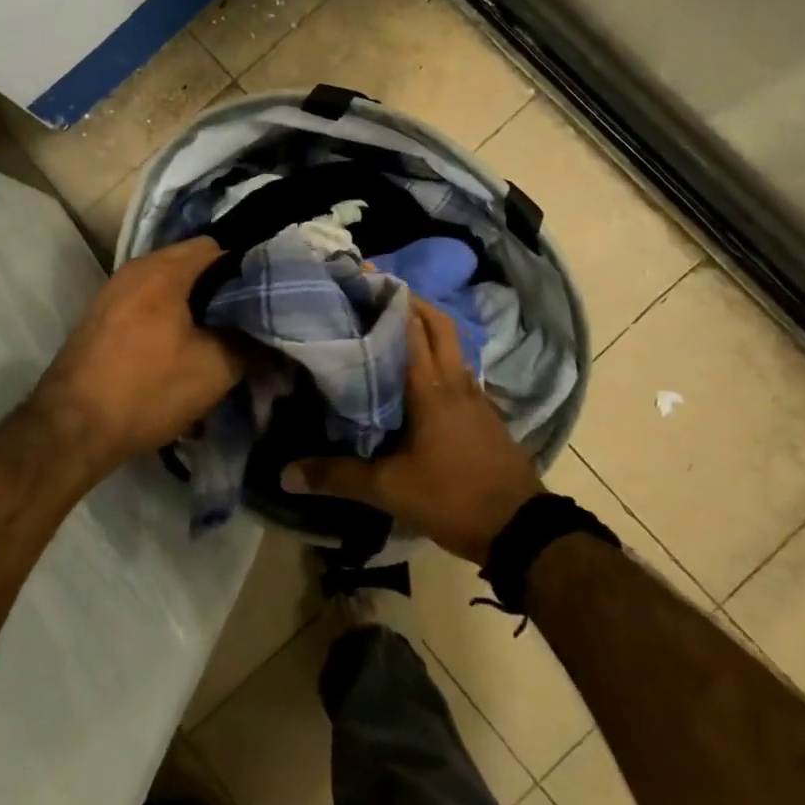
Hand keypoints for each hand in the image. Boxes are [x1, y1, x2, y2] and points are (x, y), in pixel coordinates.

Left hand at [32, 238, 243, 472]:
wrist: (71, 430)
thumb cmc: (147, 389)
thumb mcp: (215, 369)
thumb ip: (250, 344)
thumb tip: (270, 336)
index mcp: (163, 270)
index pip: (217, 246)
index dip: (245, 269)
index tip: (264, 297)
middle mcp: (135, 270)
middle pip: (191, 266)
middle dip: (220, 292)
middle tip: (245, 321)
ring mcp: (112, 293)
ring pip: (168, 288)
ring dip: (193, 309)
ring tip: (216, 340)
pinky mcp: (100, 319)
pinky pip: (146, 306)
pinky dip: (168, 321)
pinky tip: (179, 354)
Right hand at [281, 296, 544, 563]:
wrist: (520, 527)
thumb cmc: (452, 496)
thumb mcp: (390, 489)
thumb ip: (337, 477)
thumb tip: (284, 474)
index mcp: (430, 386)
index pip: (410, 326)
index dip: (388, 298)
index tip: (362, 278)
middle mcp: (454, 379)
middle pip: (437, 323)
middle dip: (410, 302)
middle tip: (375, 295)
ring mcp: (474, 395)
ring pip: (450, 345)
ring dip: (426, 327)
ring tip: (389, 328)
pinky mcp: (484, 413)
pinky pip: (456, 369)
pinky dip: (437, 357)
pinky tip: (416, 375)